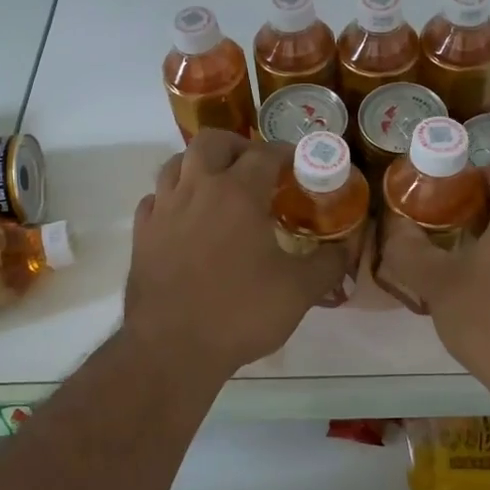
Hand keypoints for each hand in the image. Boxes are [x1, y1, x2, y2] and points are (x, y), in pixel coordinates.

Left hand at [125, 131, 346, 377]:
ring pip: (176, 164)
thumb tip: (347, 247)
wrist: (171, 348)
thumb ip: (329, 263)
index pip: (264, 153)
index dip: (286, 153)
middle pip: (212, 141)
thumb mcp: (299, 291)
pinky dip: (172, 197)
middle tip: (255, 168)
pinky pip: (155, 199)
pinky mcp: (142, 234)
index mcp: (237, 192)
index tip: (299, 165)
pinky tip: (185, 217)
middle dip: (237, 146)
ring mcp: (164, 209)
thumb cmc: (240, 311)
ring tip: (219, 186)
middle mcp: (197, 189)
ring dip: (200, 165)